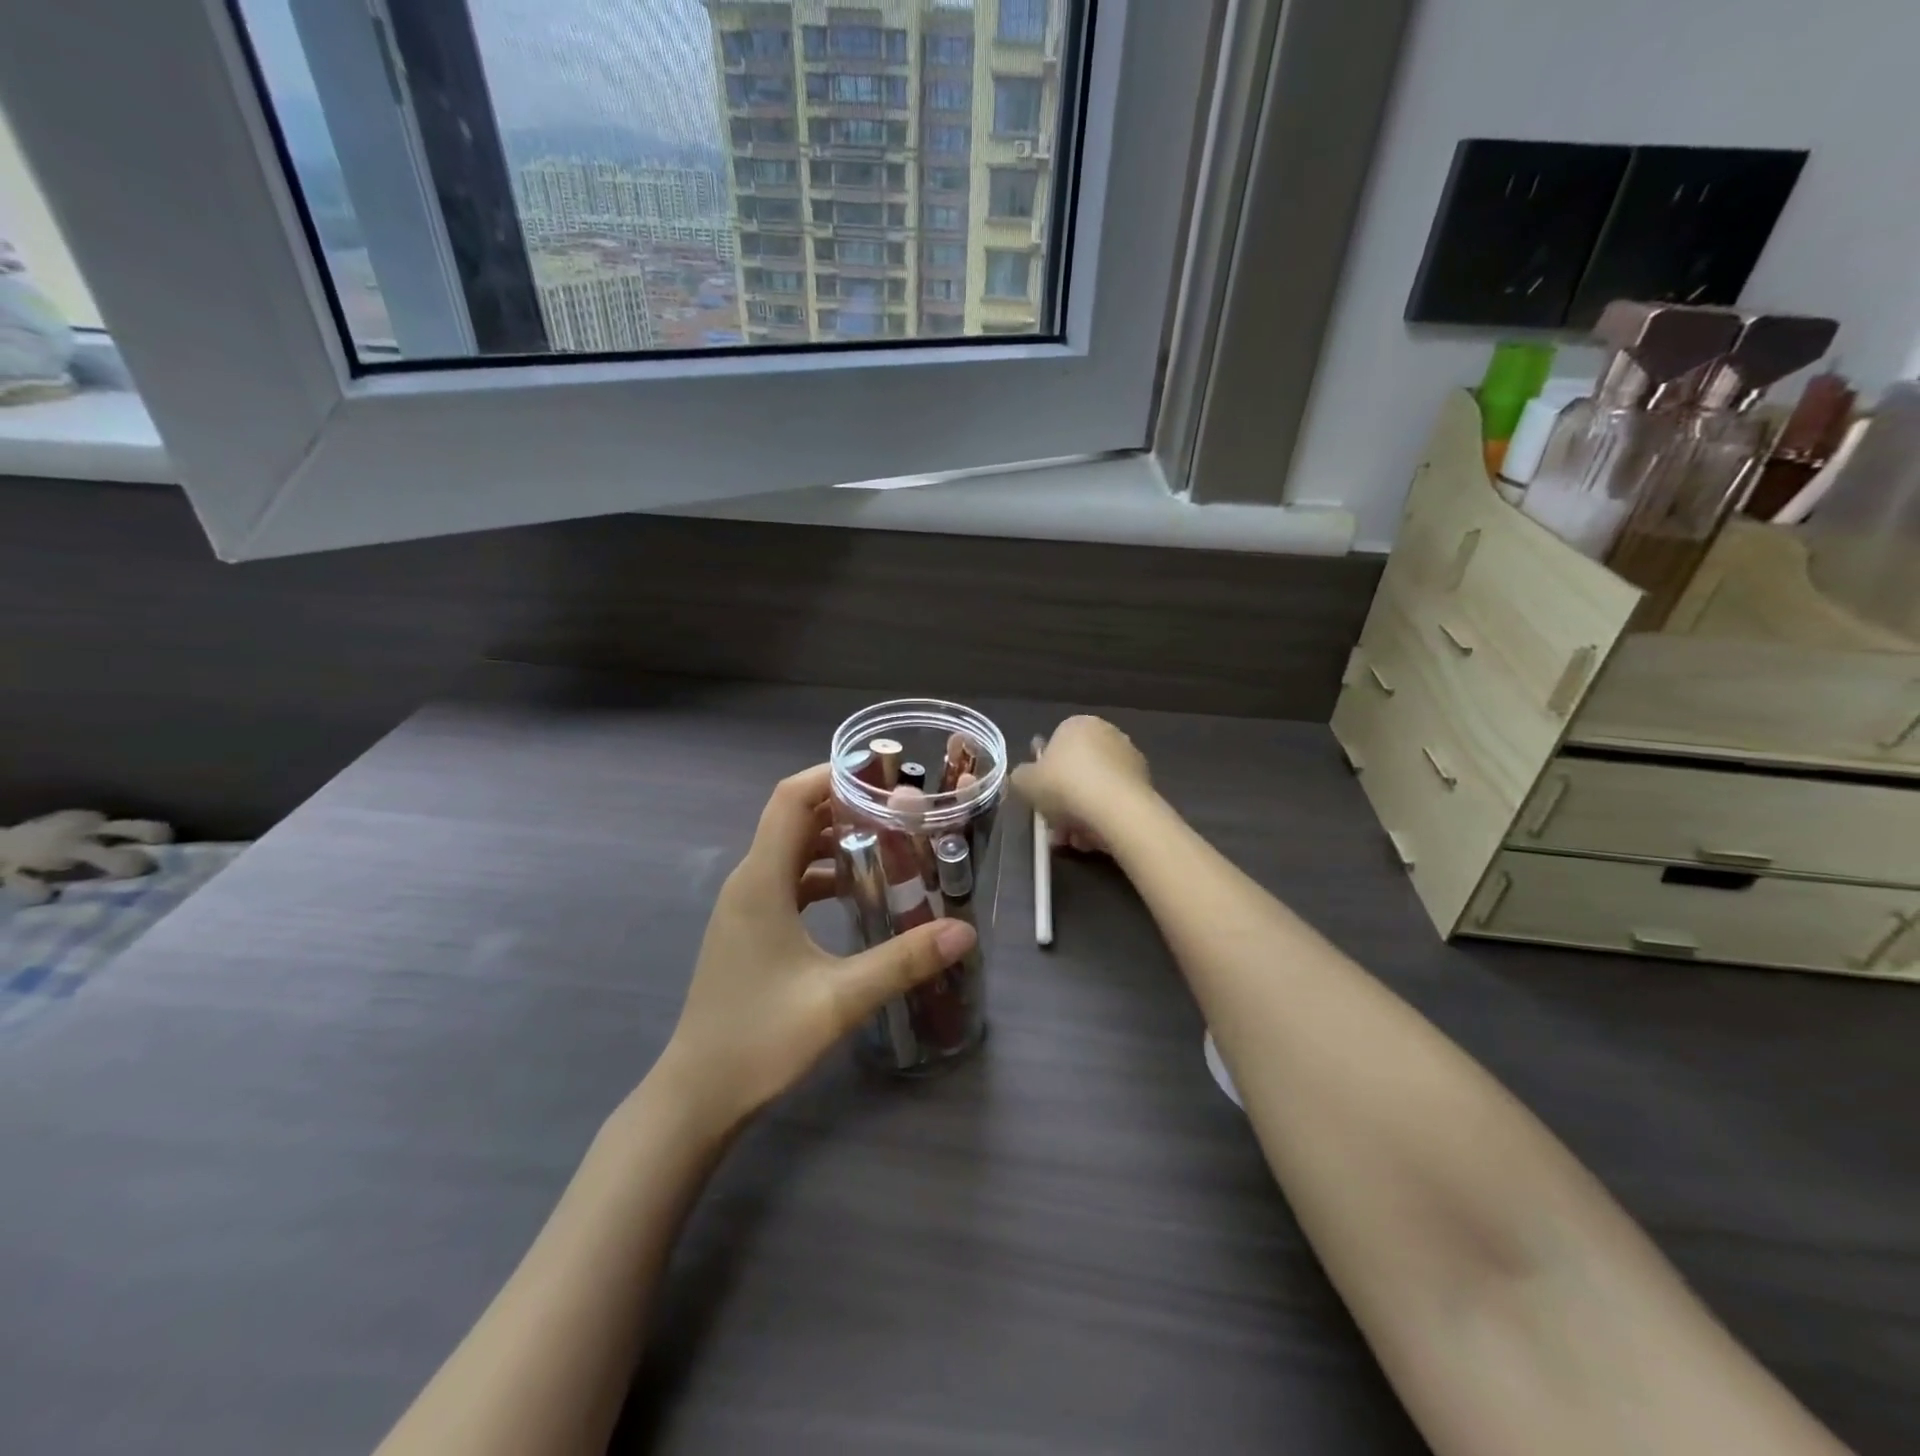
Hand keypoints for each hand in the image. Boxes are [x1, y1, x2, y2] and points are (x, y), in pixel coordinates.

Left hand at [657, 765, 976, 1131]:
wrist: (697, 1095)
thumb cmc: (760, 1040)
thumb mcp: (839, 999)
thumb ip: (903, 961)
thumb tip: (964, 931)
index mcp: (761, 882)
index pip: (790, 799)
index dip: (832, 776)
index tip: (882, 774)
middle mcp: (748, 882)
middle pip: (793, 819)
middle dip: (844, 806)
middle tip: (900, 810)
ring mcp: (744, 907)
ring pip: (790, 851)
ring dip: (833, 841)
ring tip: (888, 844)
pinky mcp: (749, 929)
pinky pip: (787, 881)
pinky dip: (820, 874)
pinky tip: (856, 893)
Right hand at [1012, 717, 1152, 854]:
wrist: (1115, 809)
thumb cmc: (1064, 786)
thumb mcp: (1024, 781)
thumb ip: (1021, 776)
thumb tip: (1026, 777)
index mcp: (1077, 725)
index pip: (1055, 746)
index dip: (1044, 775)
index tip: (1040, 798)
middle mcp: (1107, 734)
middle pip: (1076, 772)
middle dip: (1063, 802)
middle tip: (1054, 827)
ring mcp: (1129, 758)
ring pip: (1094, 791)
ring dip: (1080, 816)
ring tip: (1072, 840)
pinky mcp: (1145, 784)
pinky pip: (1114, 802)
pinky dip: (1102, 819)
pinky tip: (1092, 839)